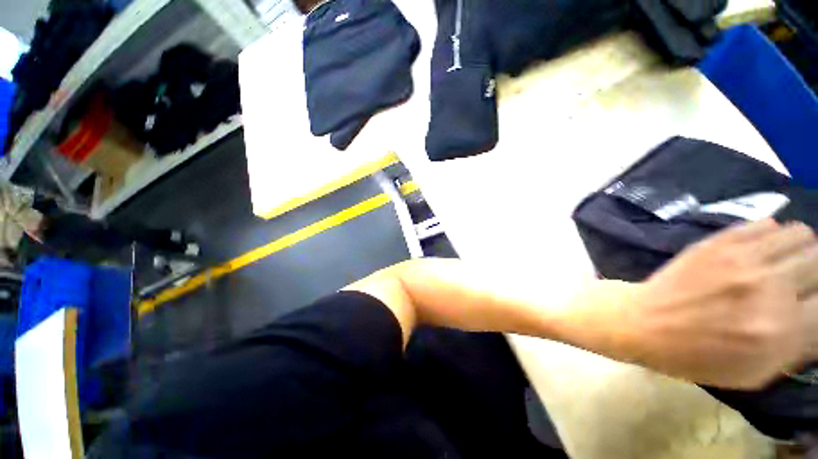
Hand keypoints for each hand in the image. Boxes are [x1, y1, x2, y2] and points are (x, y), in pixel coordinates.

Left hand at [613, 219, 817, 388]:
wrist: (642, 322)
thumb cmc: (694, 356)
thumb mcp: (753, 372)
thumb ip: (796, 347)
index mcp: (779, 331)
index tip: (813, 300)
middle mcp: (768, 289)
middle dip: (816, 273)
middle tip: (803, 281)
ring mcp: (741, 260)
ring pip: (801, 235)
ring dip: (799, 250)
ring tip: (786, 263)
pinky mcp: (717, 243)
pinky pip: (766, 224)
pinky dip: (772, 235)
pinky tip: (762, 250)